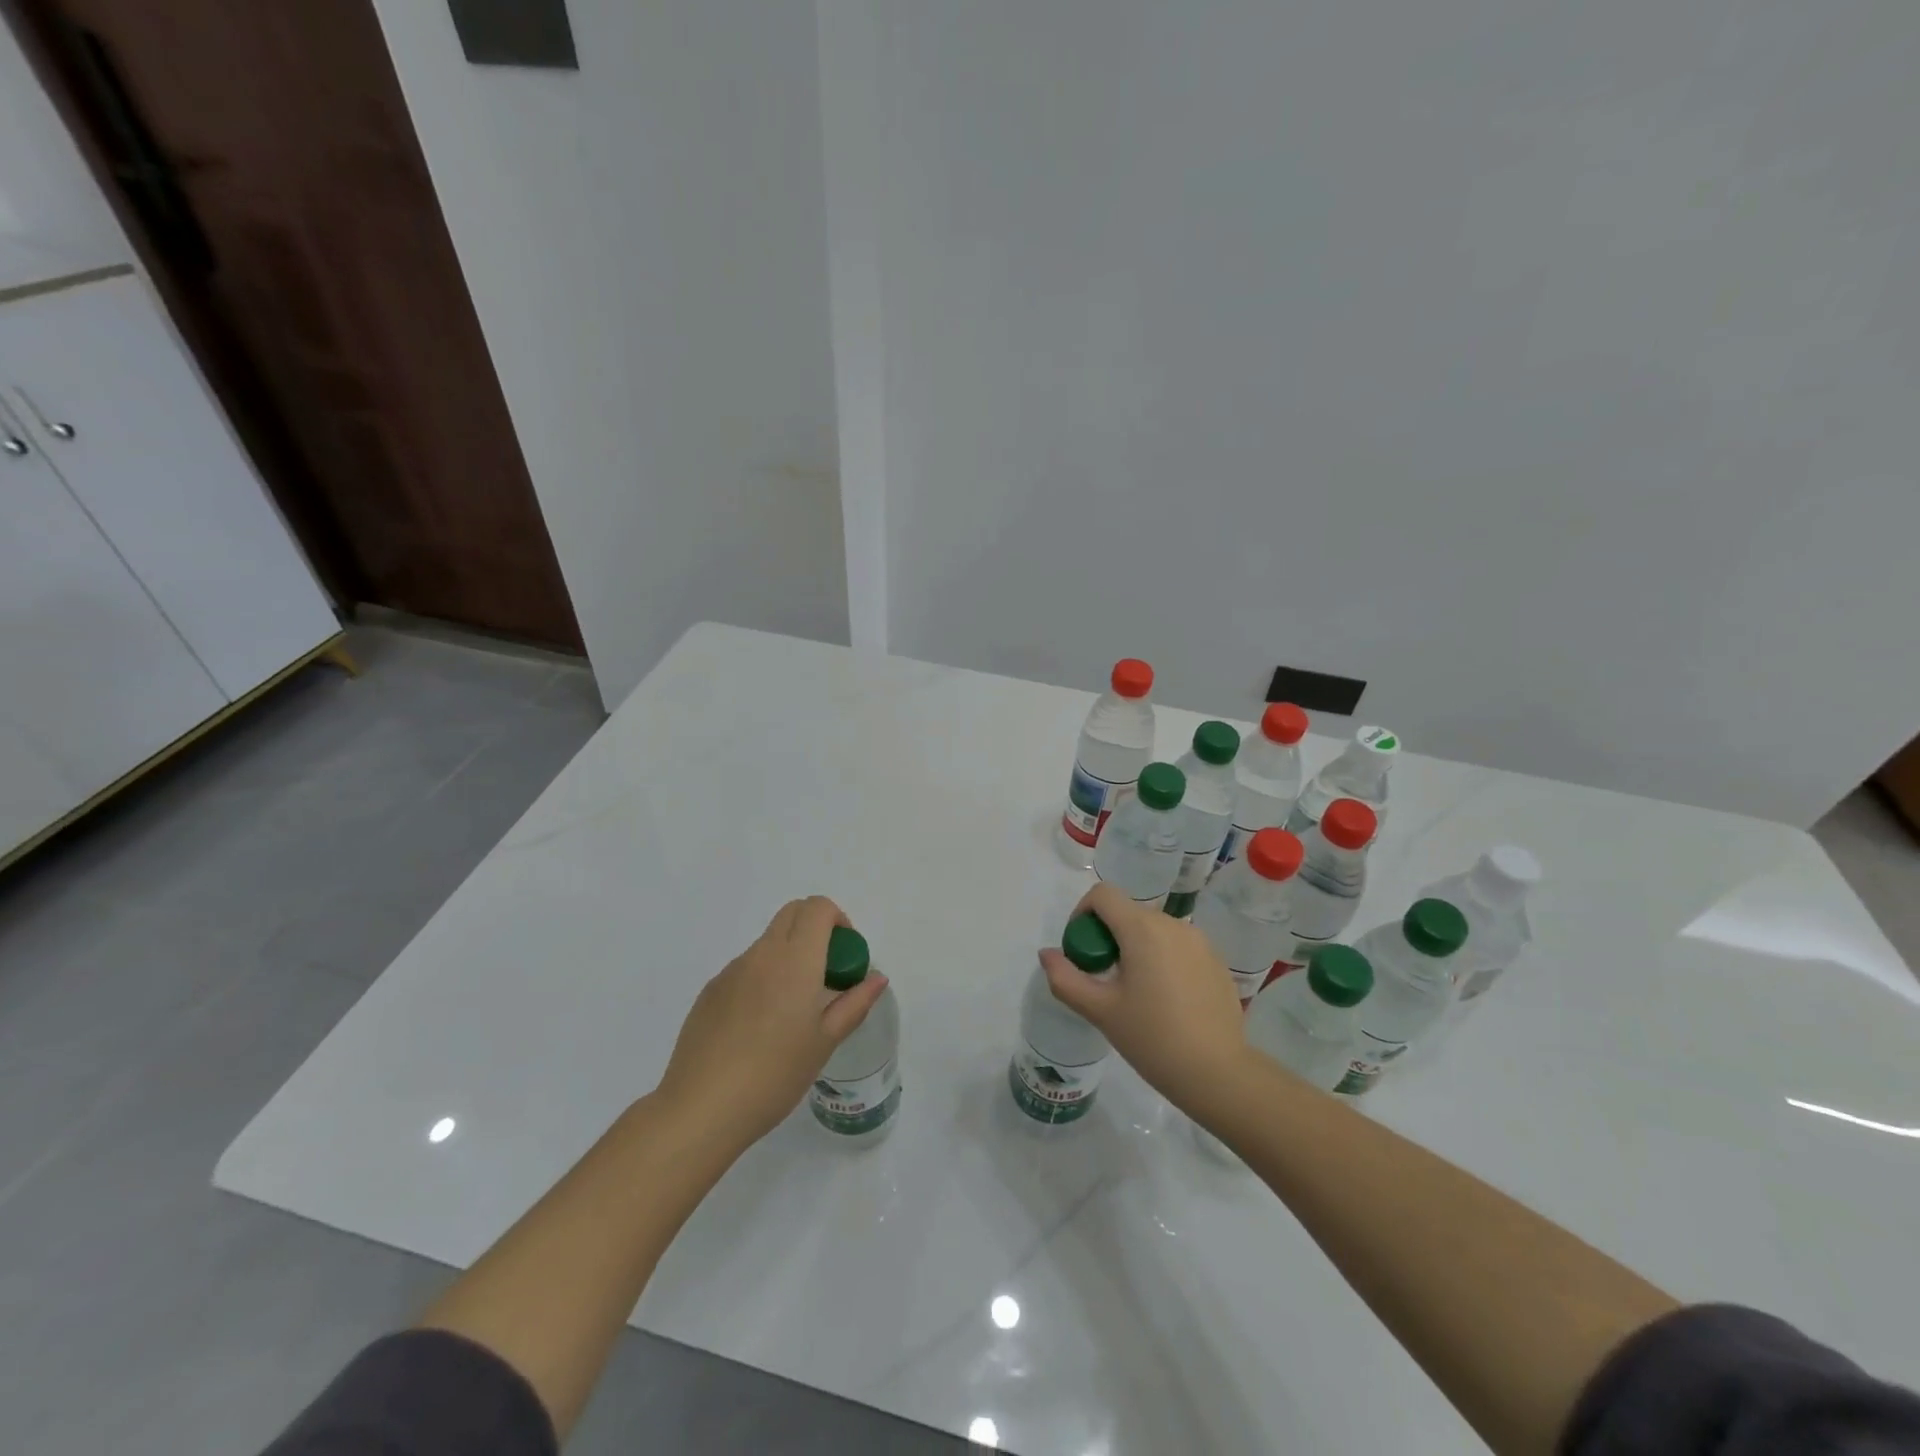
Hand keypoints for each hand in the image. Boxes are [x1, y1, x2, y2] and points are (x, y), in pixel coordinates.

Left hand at [657, 896, 888, 1149]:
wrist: (702, 1108)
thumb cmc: (775, 1074)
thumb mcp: (825, 1041)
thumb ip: (855, 1003)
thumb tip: (877, 978)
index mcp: (795, 960)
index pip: (817, 908)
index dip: (837, 919)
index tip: (844, 954)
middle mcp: (762, 954)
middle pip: (792, 913)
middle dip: (814, 928)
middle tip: (825, 972)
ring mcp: (731, 970)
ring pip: (768, 942)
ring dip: (788, 955)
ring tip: (791, 1009)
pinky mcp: (710, 991)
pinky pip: (745, 969)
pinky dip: (762, 978)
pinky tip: (758, 1027)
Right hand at [1040, 882, 1248, 1120]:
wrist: (1218, 1073)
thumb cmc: (1152, 1039)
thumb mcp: (1100, 1011)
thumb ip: (1066, 978)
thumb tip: (1047, 954)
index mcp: (1142, 929)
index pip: (1103, 894)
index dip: (1083, 913)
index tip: (1082, 950)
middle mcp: (1173, 924)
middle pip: (1128, 912)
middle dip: (1108, 936)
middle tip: (1104, 978)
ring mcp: (1199, 941)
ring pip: (1153, 929)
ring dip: (1135, 947)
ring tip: (1135, 992)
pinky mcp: (1216, 960)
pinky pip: (1178, 946)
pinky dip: (1162, 959)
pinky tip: (1166, 1000)